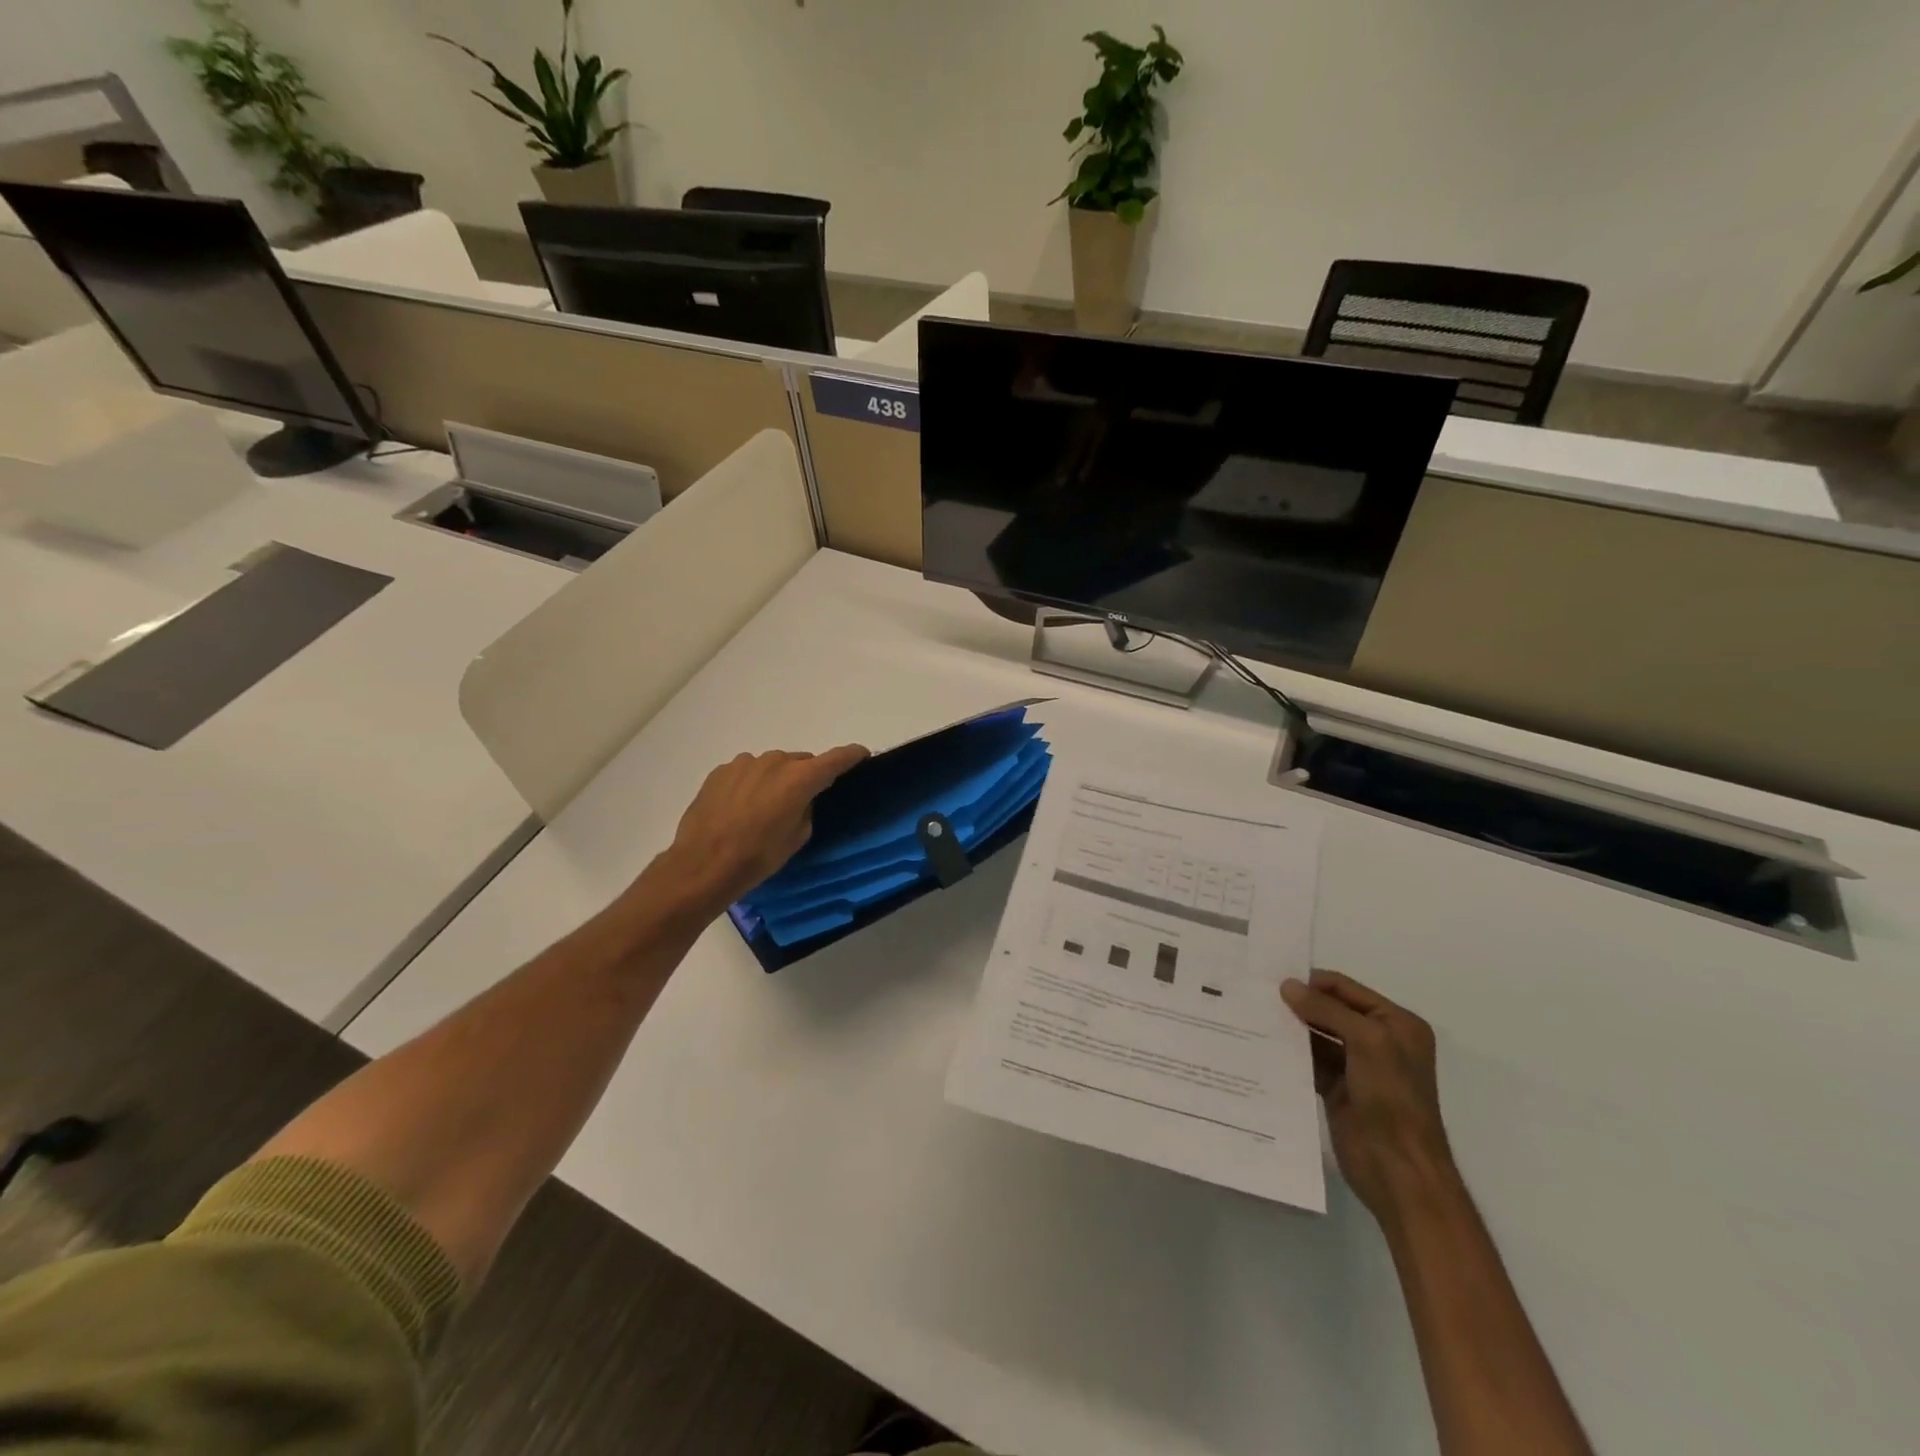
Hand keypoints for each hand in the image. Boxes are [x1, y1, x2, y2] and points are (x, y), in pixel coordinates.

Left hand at [653, 745, 868, 911]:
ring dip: (775, 779)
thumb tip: (800, 800)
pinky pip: (747, 772)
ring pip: (772, 766)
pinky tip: (740, 808)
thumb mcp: (796, 838)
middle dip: (806, 776)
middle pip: (801, 761)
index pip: (836, 758)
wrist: (702, 864)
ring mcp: (744, 763)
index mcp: (800, 778)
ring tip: (764, 808)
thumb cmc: (757, 857)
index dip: (852, 755)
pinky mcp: (721, 771)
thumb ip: (806, 809)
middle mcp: (774, 762)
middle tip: (801, 801)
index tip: (862, 755)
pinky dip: (751, 783)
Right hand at [1281, 970, 1456, 1226]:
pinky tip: (1262, 1044)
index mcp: (1396, 1024)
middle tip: (1257, 994)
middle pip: (1330, 1010)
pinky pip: (1309, 1061)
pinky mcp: (1337, 1089)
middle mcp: (1378, 1040)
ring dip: (1291, 1027)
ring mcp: (1357, 1066)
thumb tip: (1287, 985)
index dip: (1313, 982)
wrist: (1399, 1171)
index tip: (1273, 978)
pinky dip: (1290, 1053)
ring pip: (1316, 1035)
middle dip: (1299, 1003)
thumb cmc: (1392, 1099)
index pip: (1347, 989)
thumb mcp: (1367, 1042)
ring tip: (1253, 1015)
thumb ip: (1327, 1010)